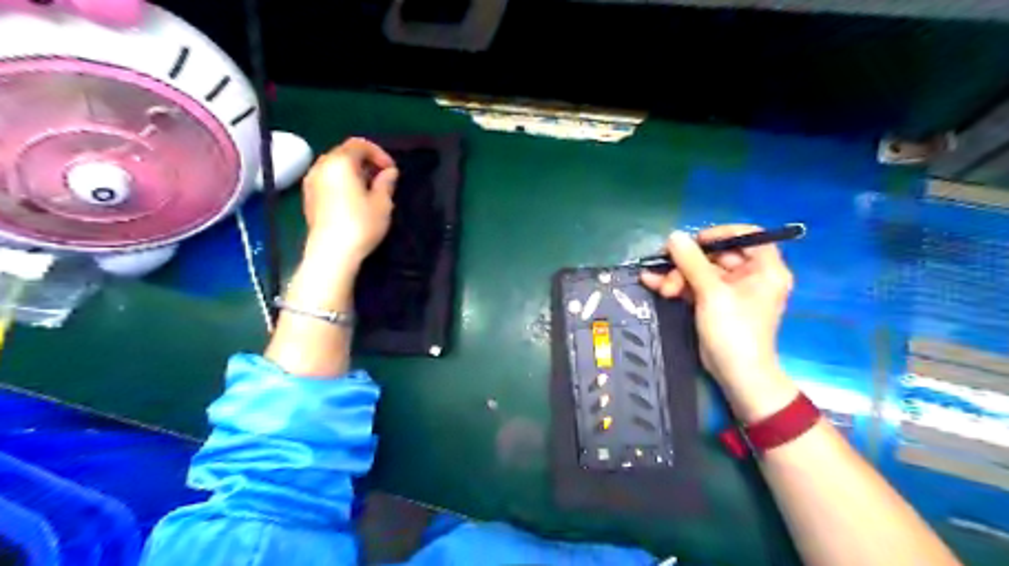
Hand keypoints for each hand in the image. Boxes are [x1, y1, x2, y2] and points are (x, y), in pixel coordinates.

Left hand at [299, 138, 398, 268]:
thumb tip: (389, 172)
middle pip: (344, 153)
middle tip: (381, 179)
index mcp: (340, 162)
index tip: (391, 170)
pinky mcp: (309, 197)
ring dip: (352, 172)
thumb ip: (386, 182)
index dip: (378, 153)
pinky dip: (341, 182)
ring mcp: (311, 182)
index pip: (359, 144)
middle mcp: (321, 166)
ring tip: (368, 190)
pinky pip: (327, 180)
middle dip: (365, 161)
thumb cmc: (361, 225)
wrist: (331, 252)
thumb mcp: (382, 203)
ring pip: (334, 166)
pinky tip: (353, 200)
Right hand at [641, 224, 801, 420]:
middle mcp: (751, 275)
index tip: (695, 241)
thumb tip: (674, 236)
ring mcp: (731, 290)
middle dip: (688, 262)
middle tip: (666, 268)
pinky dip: (676, 284)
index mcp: (765, 268)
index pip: (748, 235)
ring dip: (678, 275)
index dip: (720, 233)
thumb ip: (692, 262)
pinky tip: (652, 282)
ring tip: (661, 287)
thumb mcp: (712, 293)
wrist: (736, 374)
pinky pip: (695, 285)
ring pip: (701, 271)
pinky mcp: (715, 303)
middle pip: (717, 254)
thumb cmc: (734, 330)